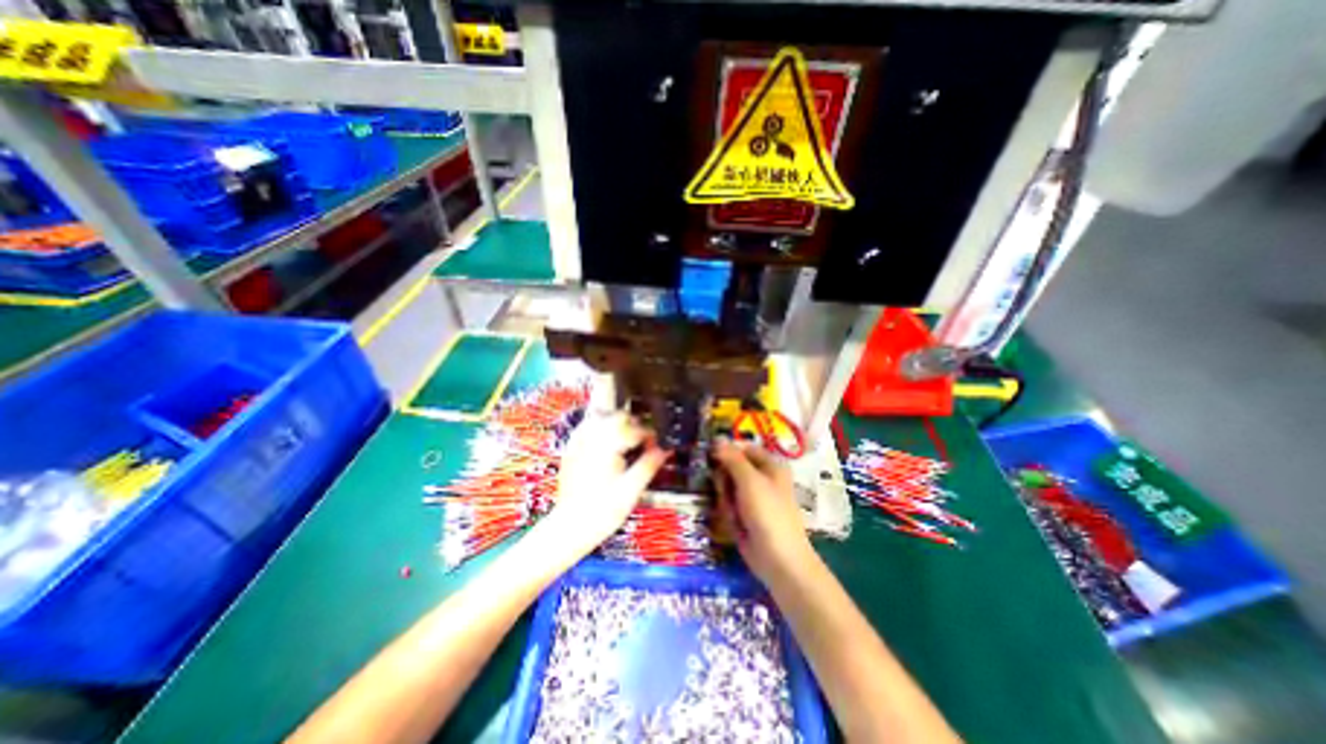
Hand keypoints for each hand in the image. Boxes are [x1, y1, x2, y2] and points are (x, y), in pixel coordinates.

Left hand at [540, 417, 667, 555]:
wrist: (570, 527)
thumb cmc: (602, 511)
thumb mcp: (632, 490)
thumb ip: (650, 465)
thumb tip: (665, 450)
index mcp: (607, 444)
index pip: (635, 428)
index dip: (650, 437)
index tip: (656, 449)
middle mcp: (590, 436)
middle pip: (618, 416)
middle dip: (635, 426)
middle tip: (643, 445)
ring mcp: (578, 440)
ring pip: (603, 416)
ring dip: (618, 424)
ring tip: (627, 443)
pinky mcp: (571, 448)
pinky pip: (589, 426)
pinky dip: (602, 428)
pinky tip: (608, 444)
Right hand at [714, 439, 818, 582]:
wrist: (778, 559)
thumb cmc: (768, 513)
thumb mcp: (749, 480)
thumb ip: (732, 458)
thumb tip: (717, 438)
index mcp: (770, 465)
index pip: (743, 448)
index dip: (727, 450)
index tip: (710, 456)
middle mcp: (762, 478)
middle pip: (732, 467)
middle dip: (725, 479)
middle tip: (726, 490)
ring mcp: (753, 498)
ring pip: (727, 486)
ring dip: (726, 498)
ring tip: (733, 511)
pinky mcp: (745, 515)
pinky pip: (729, 504)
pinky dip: (728, 511)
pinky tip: (734, 522)